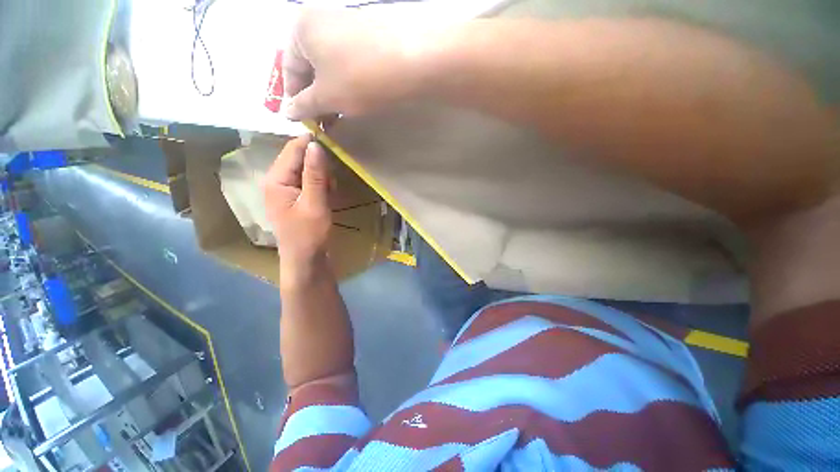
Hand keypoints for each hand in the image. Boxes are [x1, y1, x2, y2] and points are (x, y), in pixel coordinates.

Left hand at [263, 136, 331, 267]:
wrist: (306, 260)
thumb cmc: (309, 235)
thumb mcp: (315, 204)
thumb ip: (315, 174)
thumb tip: (316, 144)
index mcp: (275, 180)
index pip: (293, 149)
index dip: (312, 141)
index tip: (333, 137)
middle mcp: (277, 180)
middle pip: (299, 158)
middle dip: (319, 164)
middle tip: (333, 178)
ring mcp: (285, 189)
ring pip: (306, 169)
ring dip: (321, 175)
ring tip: (331, 190)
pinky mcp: (295, 197)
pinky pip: (308, 181)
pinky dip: (320, 184)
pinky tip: (327, 195)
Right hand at [283, 8, 424, 120]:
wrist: (412, 61)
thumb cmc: (359, 78)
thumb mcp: (327, 97)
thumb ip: (304, 105)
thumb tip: (288, 112)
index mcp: (300, 28)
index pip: (289, 70)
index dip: (295, 100)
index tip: (304, 123)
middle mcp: (320, 20)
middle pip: (310, 68)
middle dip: (315, 99)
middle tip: (323, 124)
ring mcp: (345, 26)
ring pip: (329, 68)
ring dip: (331, 95)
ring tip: (337, 118)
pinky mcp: (366, 37)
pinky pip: (347, 64)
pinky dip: (345, 85)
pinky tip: (352, 102)